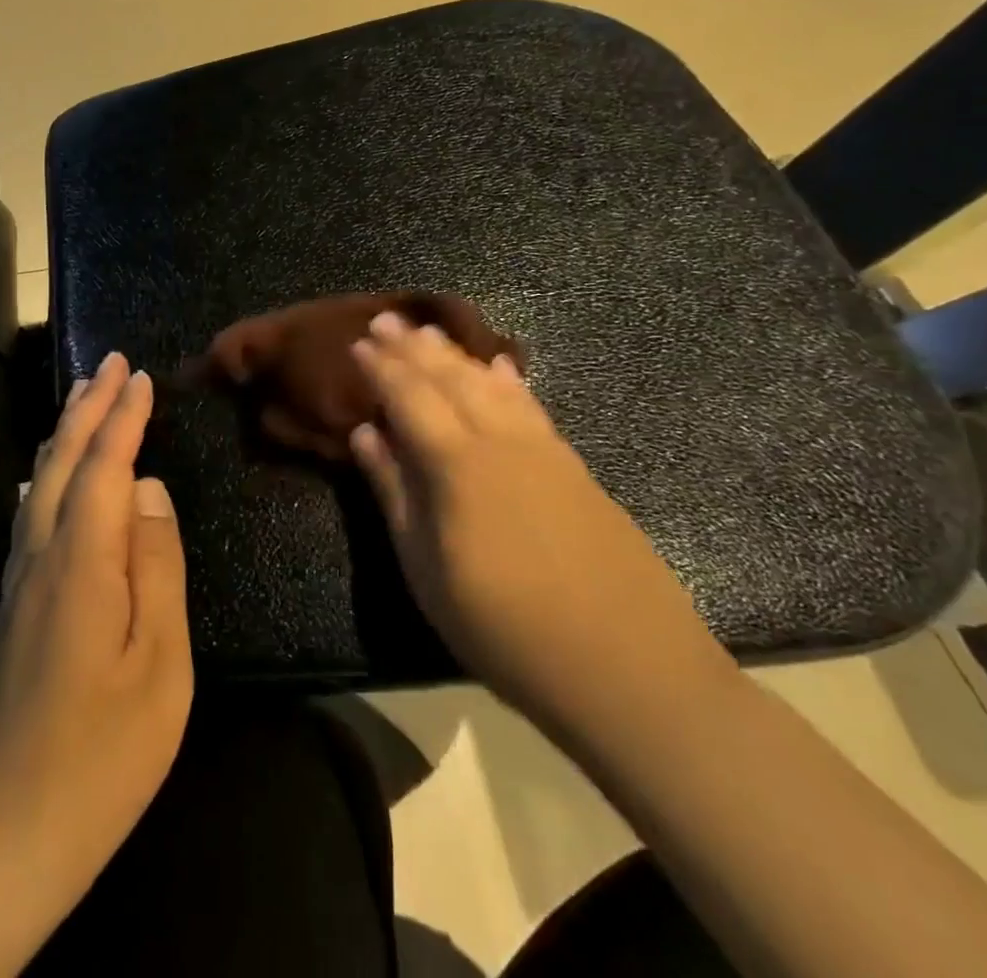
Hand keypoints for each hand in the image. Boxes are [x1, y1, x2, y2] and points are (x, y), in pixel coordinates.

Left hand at [0, 351, 192, 920]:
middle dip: (88, 406)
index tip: (140, 375)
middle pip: (62, 461)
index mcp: (81, 562)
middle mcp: (40, 555)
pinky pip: (30, 511)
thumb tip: (148, 489)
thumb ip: (156, 565)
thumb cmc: (100, 752)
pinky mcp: (11, 607)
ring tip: (84, 397)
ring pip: (39, 482)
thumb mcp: (159, 663)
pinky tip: (45, 472)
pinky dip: (46, 471)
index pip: (104, 466)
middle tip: (110, 362)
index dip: (123, 417)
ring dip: (64, 432)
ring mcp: (19, 582)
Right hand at [349, 313, 731, 737]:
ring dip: (456, 354)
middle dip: (413, 346)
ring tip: (430, 333)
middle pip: (449, 378)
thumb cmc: (505, 629)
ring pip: (491, 383)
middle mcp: (499, 439)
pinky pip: (531, 405)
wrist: (627, 667)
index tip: (358, 343)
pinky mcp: (573, 466)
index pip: (409, 396)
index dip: (381, 368)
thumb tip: (366, 435)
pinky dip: (509, 381)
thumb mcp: (427, 572)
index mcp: (456, 462)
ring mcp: (542, 449)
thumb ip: (395, 494)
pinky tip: (501, 368)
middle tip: (386, 319)